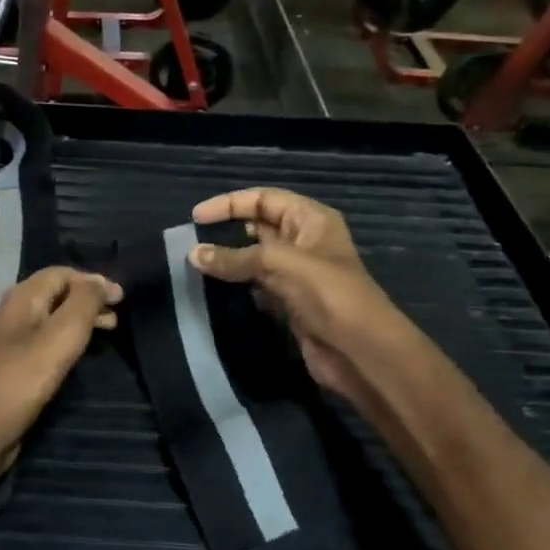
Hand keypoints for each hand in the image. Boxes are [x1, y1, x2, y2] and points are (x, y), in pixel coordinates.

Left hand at [0, 267, 120, 482]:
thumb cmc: (21, 380)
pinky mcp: (5, 370)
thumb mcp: (61, 336)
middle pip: (53, 296)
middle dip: (87, 302)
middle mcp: (8, 315)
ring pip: (46, 321)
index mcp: (20, 299)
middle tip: (116, 319)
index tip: (121, 298)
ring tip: (103, 337)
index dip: (92, 281)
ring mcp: (3, 344)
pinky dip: (62, 343)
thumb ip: (83, 304)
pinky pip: (39, 345)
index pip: (60, 274)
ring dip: (76, 323)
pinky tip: (73, 360)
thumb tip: (99, 280)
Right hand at [189, 188, 415, 404]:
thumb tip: (193, 254)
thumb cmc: (327, 295)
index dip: (230, 204)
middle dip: (226, 231)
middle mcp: (304, 242)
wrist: (359, 351)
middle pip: (258, 227)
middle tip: (191, 243)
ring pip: (255, 259)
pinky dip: (237, 286)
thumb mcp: (280, 265)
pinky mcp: (290, 302)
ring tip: (195, 265)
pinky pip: (257, 286)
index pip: (264, 199)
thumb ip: (236, 258)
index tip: (195, 218)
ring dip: (229, 261)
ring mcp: (297, 274)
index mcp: (311, 220)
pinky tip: (214, 291)